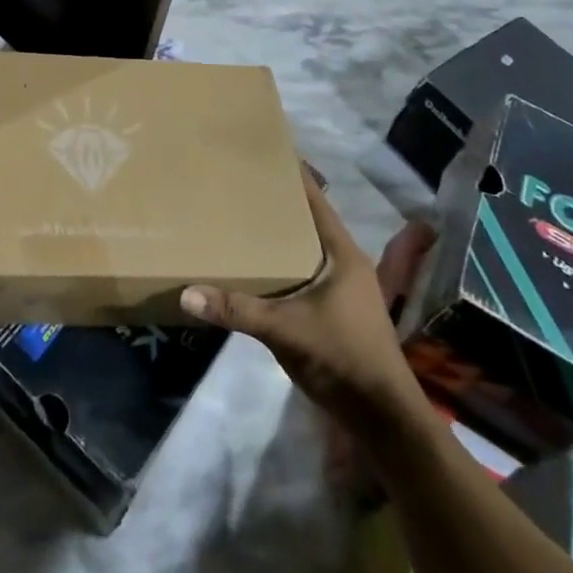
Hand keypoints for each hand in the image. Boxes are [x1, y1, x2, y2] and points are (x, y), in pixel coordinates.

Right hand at [182, 169, 436, 438]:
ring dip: (281, 238)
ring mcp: (343, 290)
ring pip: (307, 250)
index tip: (266, 152)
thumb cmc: (343, 358)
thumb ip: (238, 310)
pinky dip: (284, 265)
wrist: (384, 420)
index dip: (293, 174)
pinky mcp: (336, 313)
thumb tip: (188, 293)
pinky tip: (258, 269)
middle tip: (241, 184)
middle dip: (279, 204)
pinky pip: (305, 275)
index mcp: (342, 253)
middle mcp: (345, 264)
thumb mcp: (286, 330)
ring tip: (243, 220)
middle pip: (309, 221)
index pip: (316, 199)